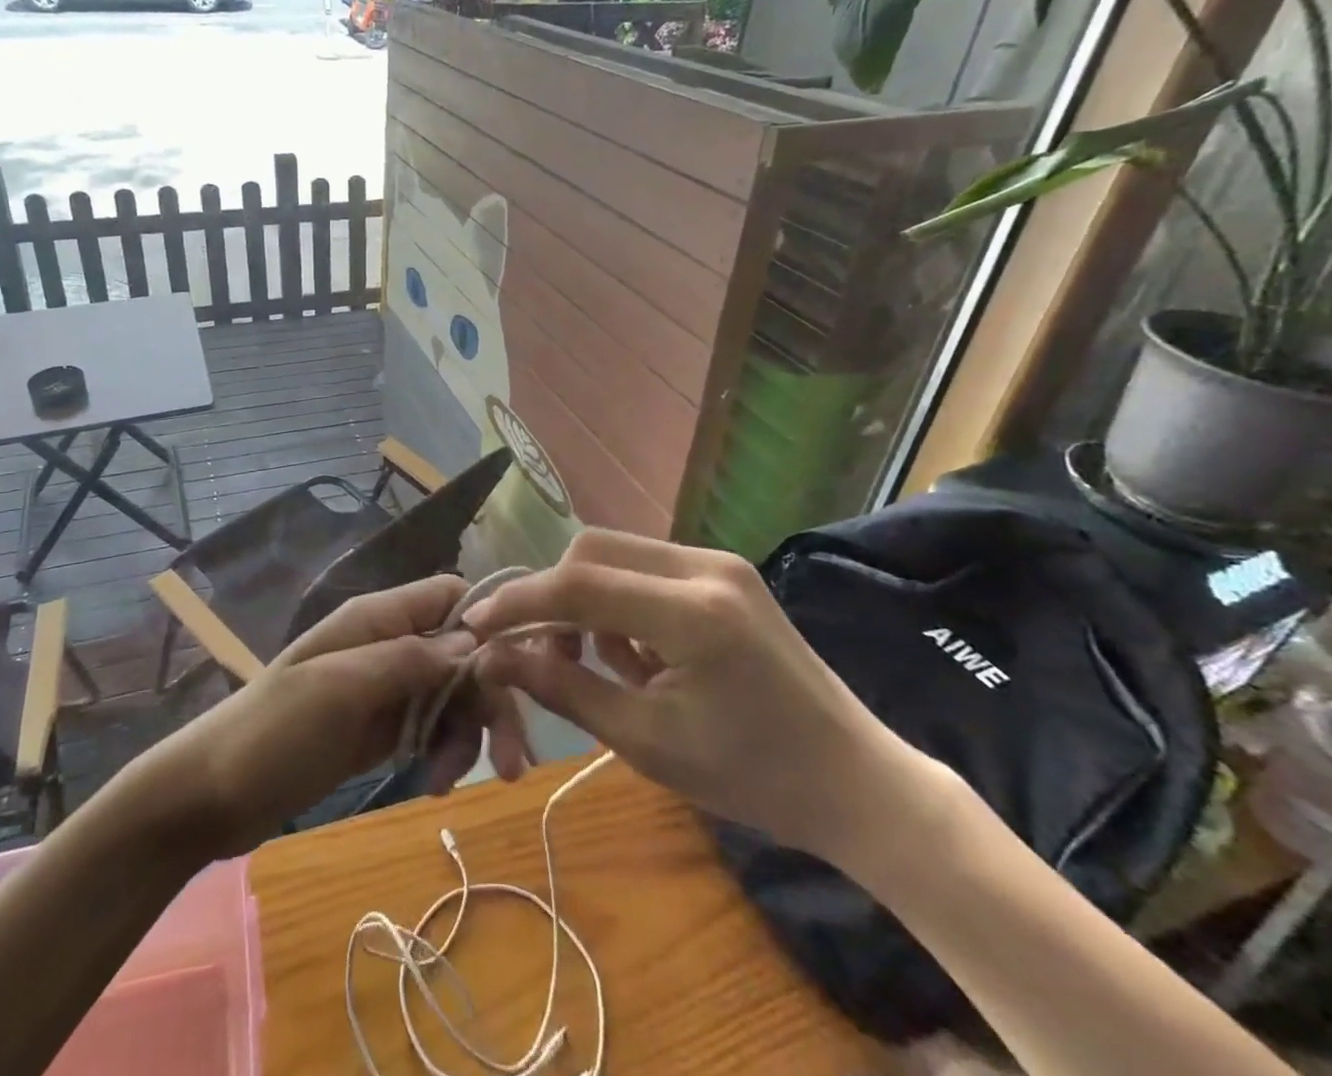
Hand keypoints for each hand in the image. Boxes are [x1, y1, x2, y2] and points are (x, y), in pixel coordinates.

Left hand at [151, 576, 531, 855]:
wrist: (213, 794)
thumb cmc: (274, 730)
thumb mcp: (342, 688)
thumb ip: (409, 659)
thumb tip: (475, 642)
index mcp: (378, 618)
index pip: (451, 595)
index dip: (488, 624)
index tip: (516, 673)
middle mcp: (389, 644)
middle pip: (462, 653)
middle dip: (490, 699)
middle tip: (513, 761)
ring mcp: (385, 689)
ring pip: (453, 694)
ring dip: (468, 733)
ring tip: (456, 779)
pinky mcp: (380, 730)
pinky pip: (431, 728)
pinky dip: (444, 751)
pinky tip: (436, 783)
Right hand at [464, 529, 944, 872]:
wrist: (855, 781)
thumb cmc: (752, 778)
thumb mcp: (646, 742)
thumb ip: (564, 689)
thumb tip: (495, 658)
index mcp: (693, 612)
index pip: (579, 584)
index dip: (519, 602)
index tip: (476, 625)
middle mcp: (705, 566)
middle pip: (593, 551)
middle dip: (553, 597)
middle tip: (541, 653)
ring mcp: (718, 562)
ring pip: (616, 554)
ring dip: (587, 600)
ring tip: (599, 664)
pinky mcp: (724, 571)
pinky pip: (646, 568)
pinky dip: (621, 602)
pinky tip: (637, 654)